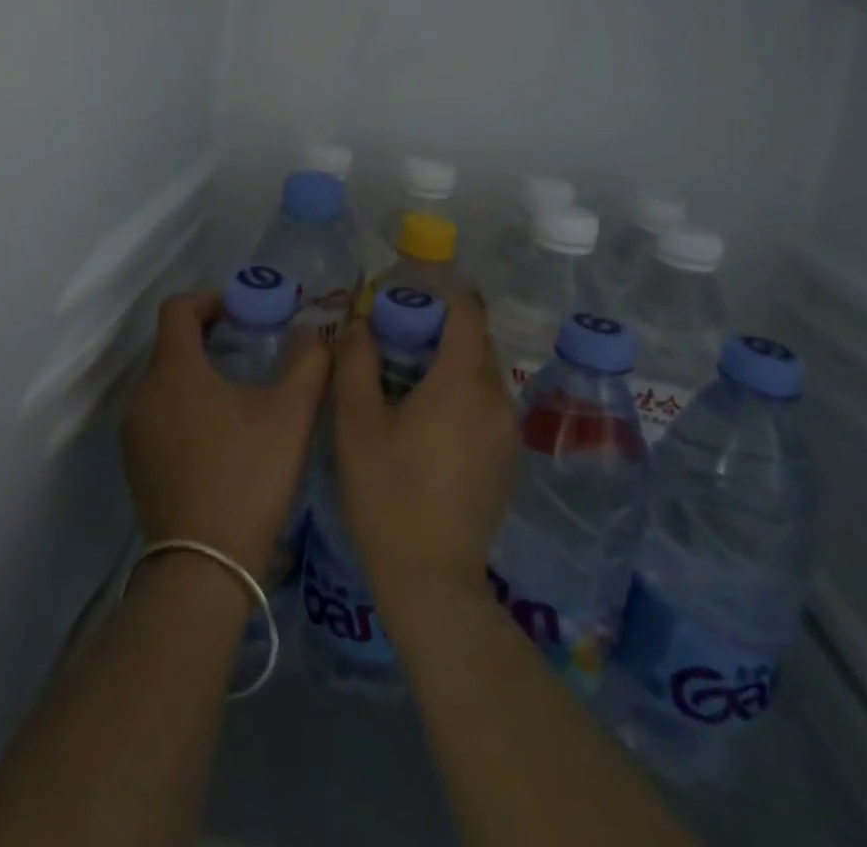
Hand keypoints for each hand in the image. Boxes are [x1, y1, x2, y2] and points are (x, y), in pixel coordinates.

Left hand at [121, 292, 332, 580]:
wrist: (202, 568)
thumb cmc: (248, 478)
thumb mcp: (291, 414)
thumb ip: (308, 362)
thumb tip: (314, 331)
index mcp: (174, 370)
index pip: (178, 308)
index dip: (210, 299)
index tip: (241, 312)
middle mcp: (143, 392)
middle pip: (171, 343)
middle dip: (208, 337)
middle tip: (249, 349)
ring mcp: (133, 430)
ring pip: (164, 380)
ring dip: (196, 372)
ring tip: (237, 392)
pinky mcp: (134, 462)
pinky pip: (157, 412)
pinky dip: (183, 404)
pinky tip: (217, 434)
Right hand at [332, 290, 519, 615]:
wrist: (431, 580)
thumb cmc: (387, 493)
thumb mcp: (357, 424)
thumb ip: (357, 363)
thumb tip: (362, 323)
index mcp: (462, 381)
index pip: (469, 314)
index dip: (449, 293)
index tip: (421, 287)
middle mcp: (496, 399)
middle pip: (477, 344)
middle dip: (446, 329)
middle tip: (404, 334)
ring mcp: (508, 433)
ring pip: (484, 377)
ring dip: (455, 365)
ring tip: (414, 378)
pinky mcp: (509, 461)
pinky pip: (489, 408)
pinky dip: (466, 397)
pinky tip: (434, 423)